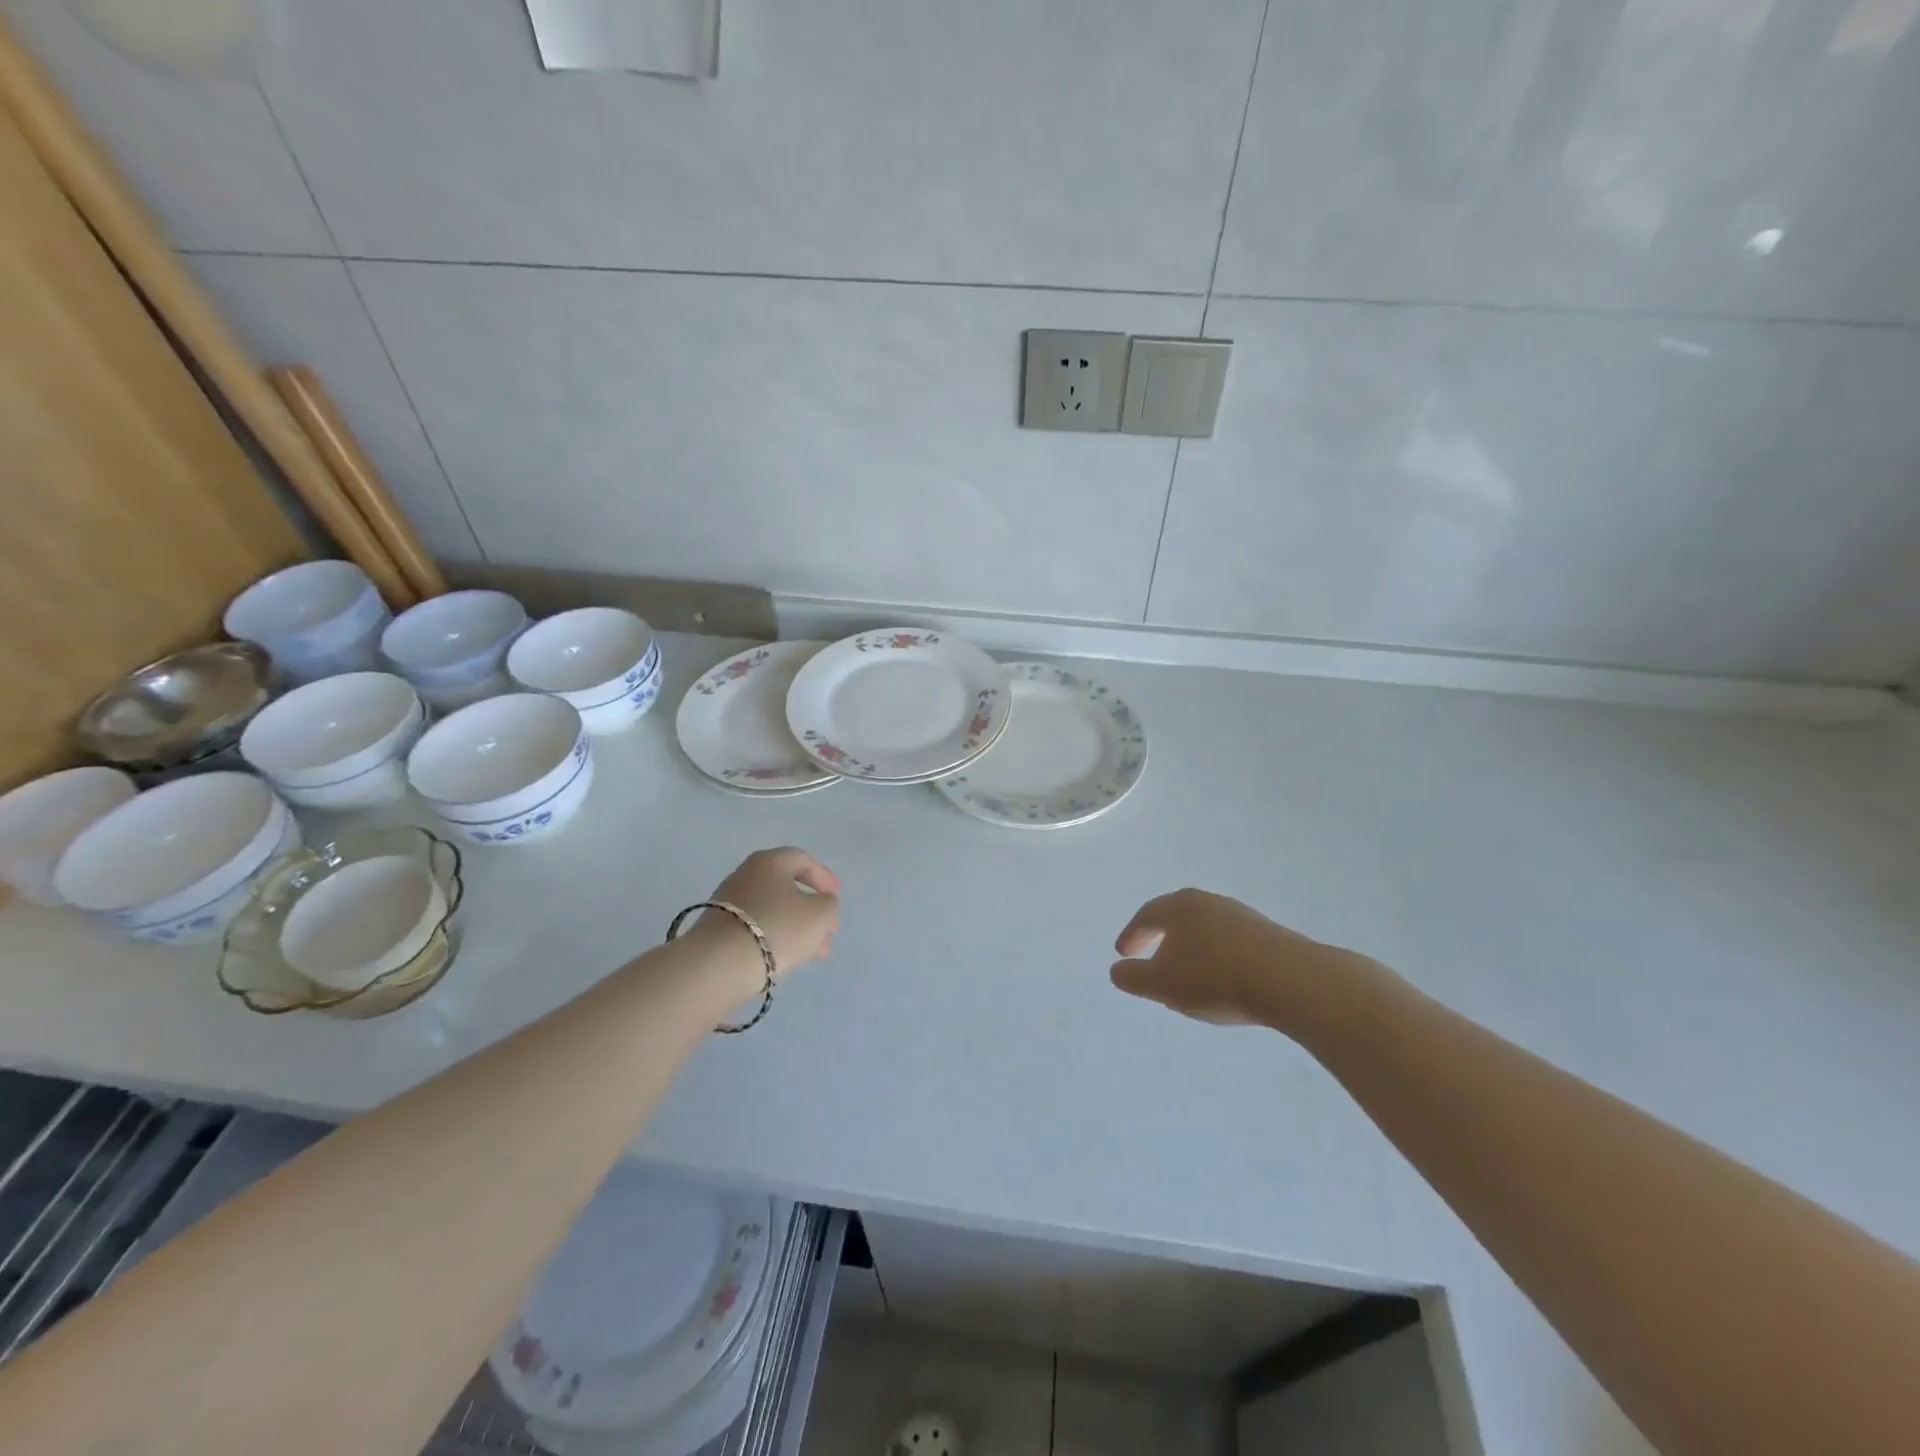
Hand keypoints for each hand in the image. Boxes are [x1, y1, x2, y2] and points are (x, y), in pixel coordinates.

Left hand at [702, 847, 840, 979]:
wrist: (720, 964)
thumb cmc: (778, 927)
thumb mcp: (820, 914)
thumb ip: (828, 904)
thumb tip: (819, 905)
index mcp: (770, 861)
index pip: (802, 860)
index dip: (824, 876)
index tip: (836, 896)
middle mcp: (746, 875)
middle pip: (786, 887)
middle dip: (811, 910)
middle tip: (828, 930)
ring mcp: (728, 902)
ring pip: (773, 910)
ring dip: (796, 928)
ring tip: (813, 954)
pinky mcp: (718, 929)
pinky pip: (756, 927)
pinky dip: (775, 938)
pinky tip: (786, 958)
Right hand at [1111, 889, 1378, 1031]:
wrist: (1290, 981)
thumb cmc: (1215, 978)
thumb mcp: (1163, 984)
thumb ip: (1134, 978)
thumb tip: (1116, 971)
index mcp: (1178, 906)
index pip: (1146, 915)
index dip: (1132, 935)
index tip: (1123, 953)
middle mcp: (1208, 901)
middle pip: (1177, 917)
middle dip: (1162, 938)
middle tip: (1152, 959)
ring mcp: (1240, 915)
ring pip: (1205, 929)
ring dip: (1191, 949)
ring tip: (1188, 975)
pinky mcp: (1267, 933)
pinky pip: (1229, 942)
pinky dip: (1216, 956)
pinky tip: (1222, 980)